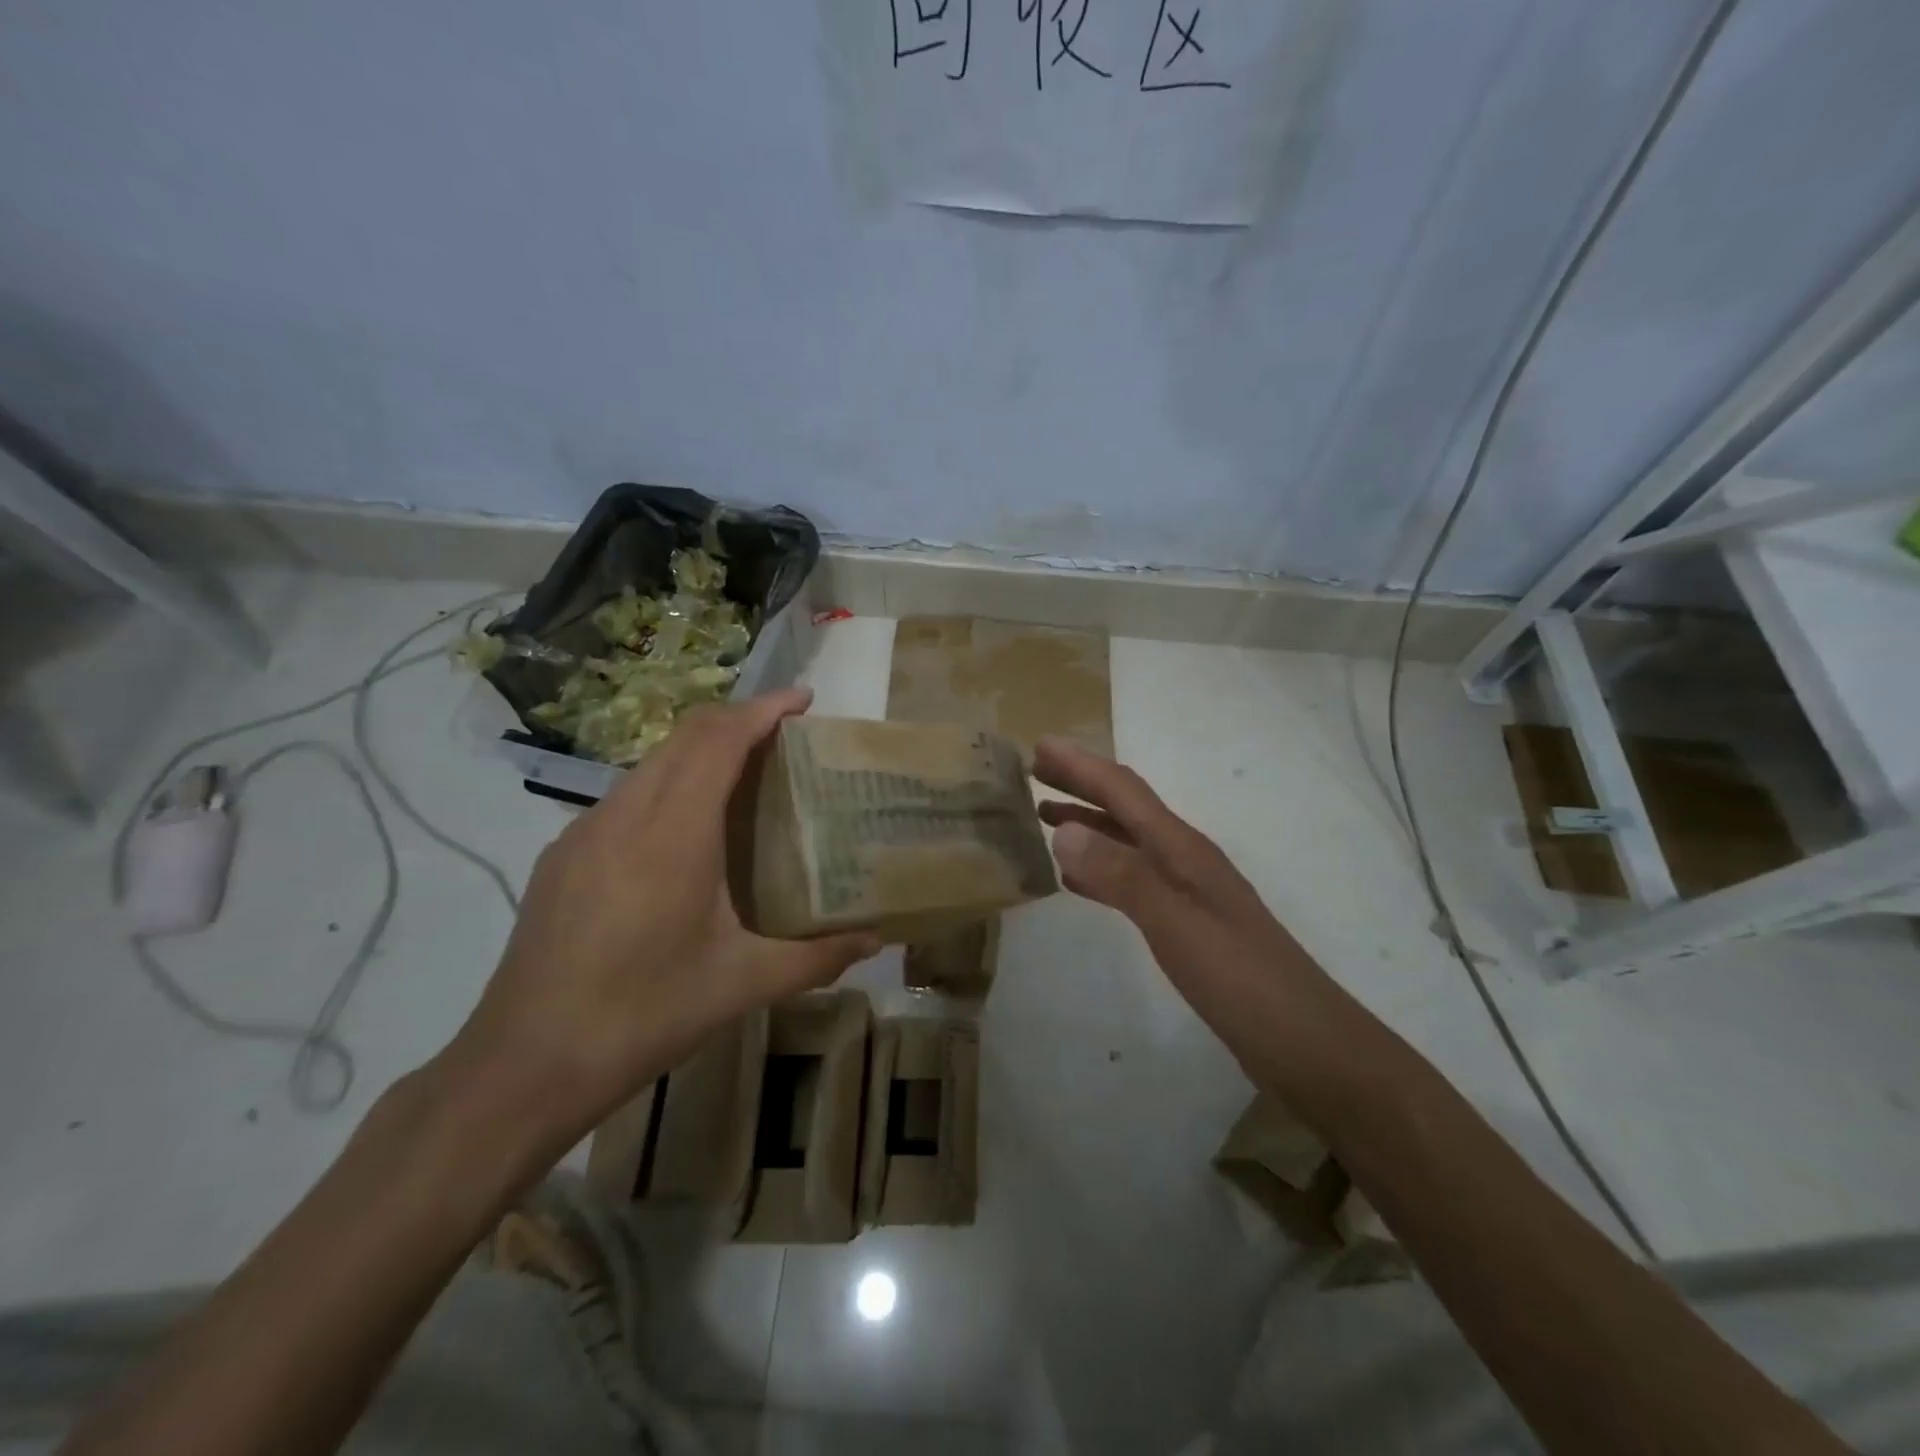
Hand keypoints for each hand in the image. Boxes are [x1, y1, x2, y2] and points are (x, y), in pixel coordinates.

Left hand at [446, 689, 878, 1151]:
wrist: (524, 1064)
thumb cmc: (644, 1015)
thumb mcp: (743, 986)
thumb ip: (817, 957)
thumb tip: (876, 939)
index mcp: (674, 833)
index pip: (718, 740)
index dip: (762, 709)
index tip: (803, 700)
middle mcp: (624, 815)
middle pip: (684, 737)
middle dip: (737, 720)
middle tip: (786, 737)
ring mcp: (584, 832)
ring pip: (650, 763)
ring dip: (700, 752)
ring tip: (744, 778)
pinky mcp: (562, 857)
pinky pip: (625, 796)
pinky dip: (668, 785)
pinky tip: (685, 833)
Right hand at [1033, 735, 1349, 1080]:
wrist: (1302, 1040)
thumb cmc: (1239, 977)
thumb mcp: (1176, 923)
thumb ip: (1120, 876)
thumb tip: (1062, 830)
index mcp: (1181, 848)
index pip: (1124, 791)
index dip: (1081, 766)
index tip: (1039, 744)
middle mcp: (1182, 858)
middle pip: (1125, 808)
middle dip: (1080, 784)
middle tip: (1034, 772)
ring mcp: (1184, 891)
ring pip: (1125, 842)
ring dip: (1086, 822)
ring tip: (1043, 816)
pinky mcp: (1183, 922)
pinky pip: (1129, 879)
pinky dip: (1098, 868)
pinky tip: (1075, 879)